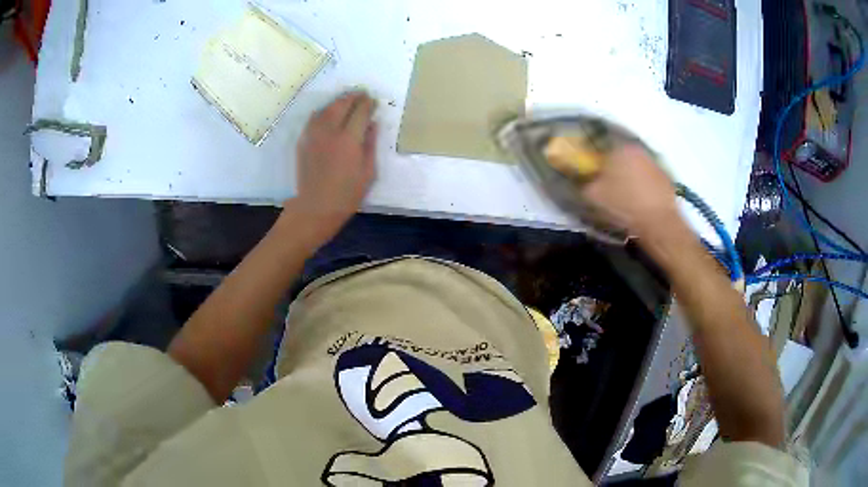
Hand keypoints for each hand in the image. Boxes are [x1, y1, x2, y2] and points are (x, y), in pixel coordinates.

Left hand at [289, 91, 377, 235]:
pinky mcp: (303, 140)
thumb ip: (370, 144)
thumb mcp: (368, 172)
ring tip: (347, 100)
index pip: (361, 111)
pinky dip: (324, 111)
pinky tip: (329, 113)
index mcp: (349, 140)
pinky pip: (314, 118)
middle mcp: (330, 131)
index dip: (368, 103)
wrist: (315, 208)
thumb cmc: (347, 194)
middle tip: (362, 94)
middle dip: (353, 97)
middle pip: (342, 104)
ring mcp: (314, 135)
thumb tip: (372, 124)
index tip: (373, 101)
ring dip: (338, 101)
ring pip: (326, 108)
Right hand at [581, 143, 679, 240]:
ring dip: (628, 172)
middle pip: (619, 152)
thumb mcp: (593, 196)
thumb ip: (583, 182)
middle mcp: (637, 148)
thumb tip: (581, 177)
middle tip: (605, 178)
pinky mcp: (665, 177)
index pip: (599, 142)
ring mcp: (654, 162)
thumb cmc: (623, 205)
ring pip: (634, 163)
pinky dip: (641, 183)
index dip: (592, 154)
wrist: (659, 224)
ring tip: (622, 190)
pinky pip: (648, 176)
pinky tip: (638, 197)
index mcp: (618, 147)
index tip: (588, 165)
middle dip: (611, 163)